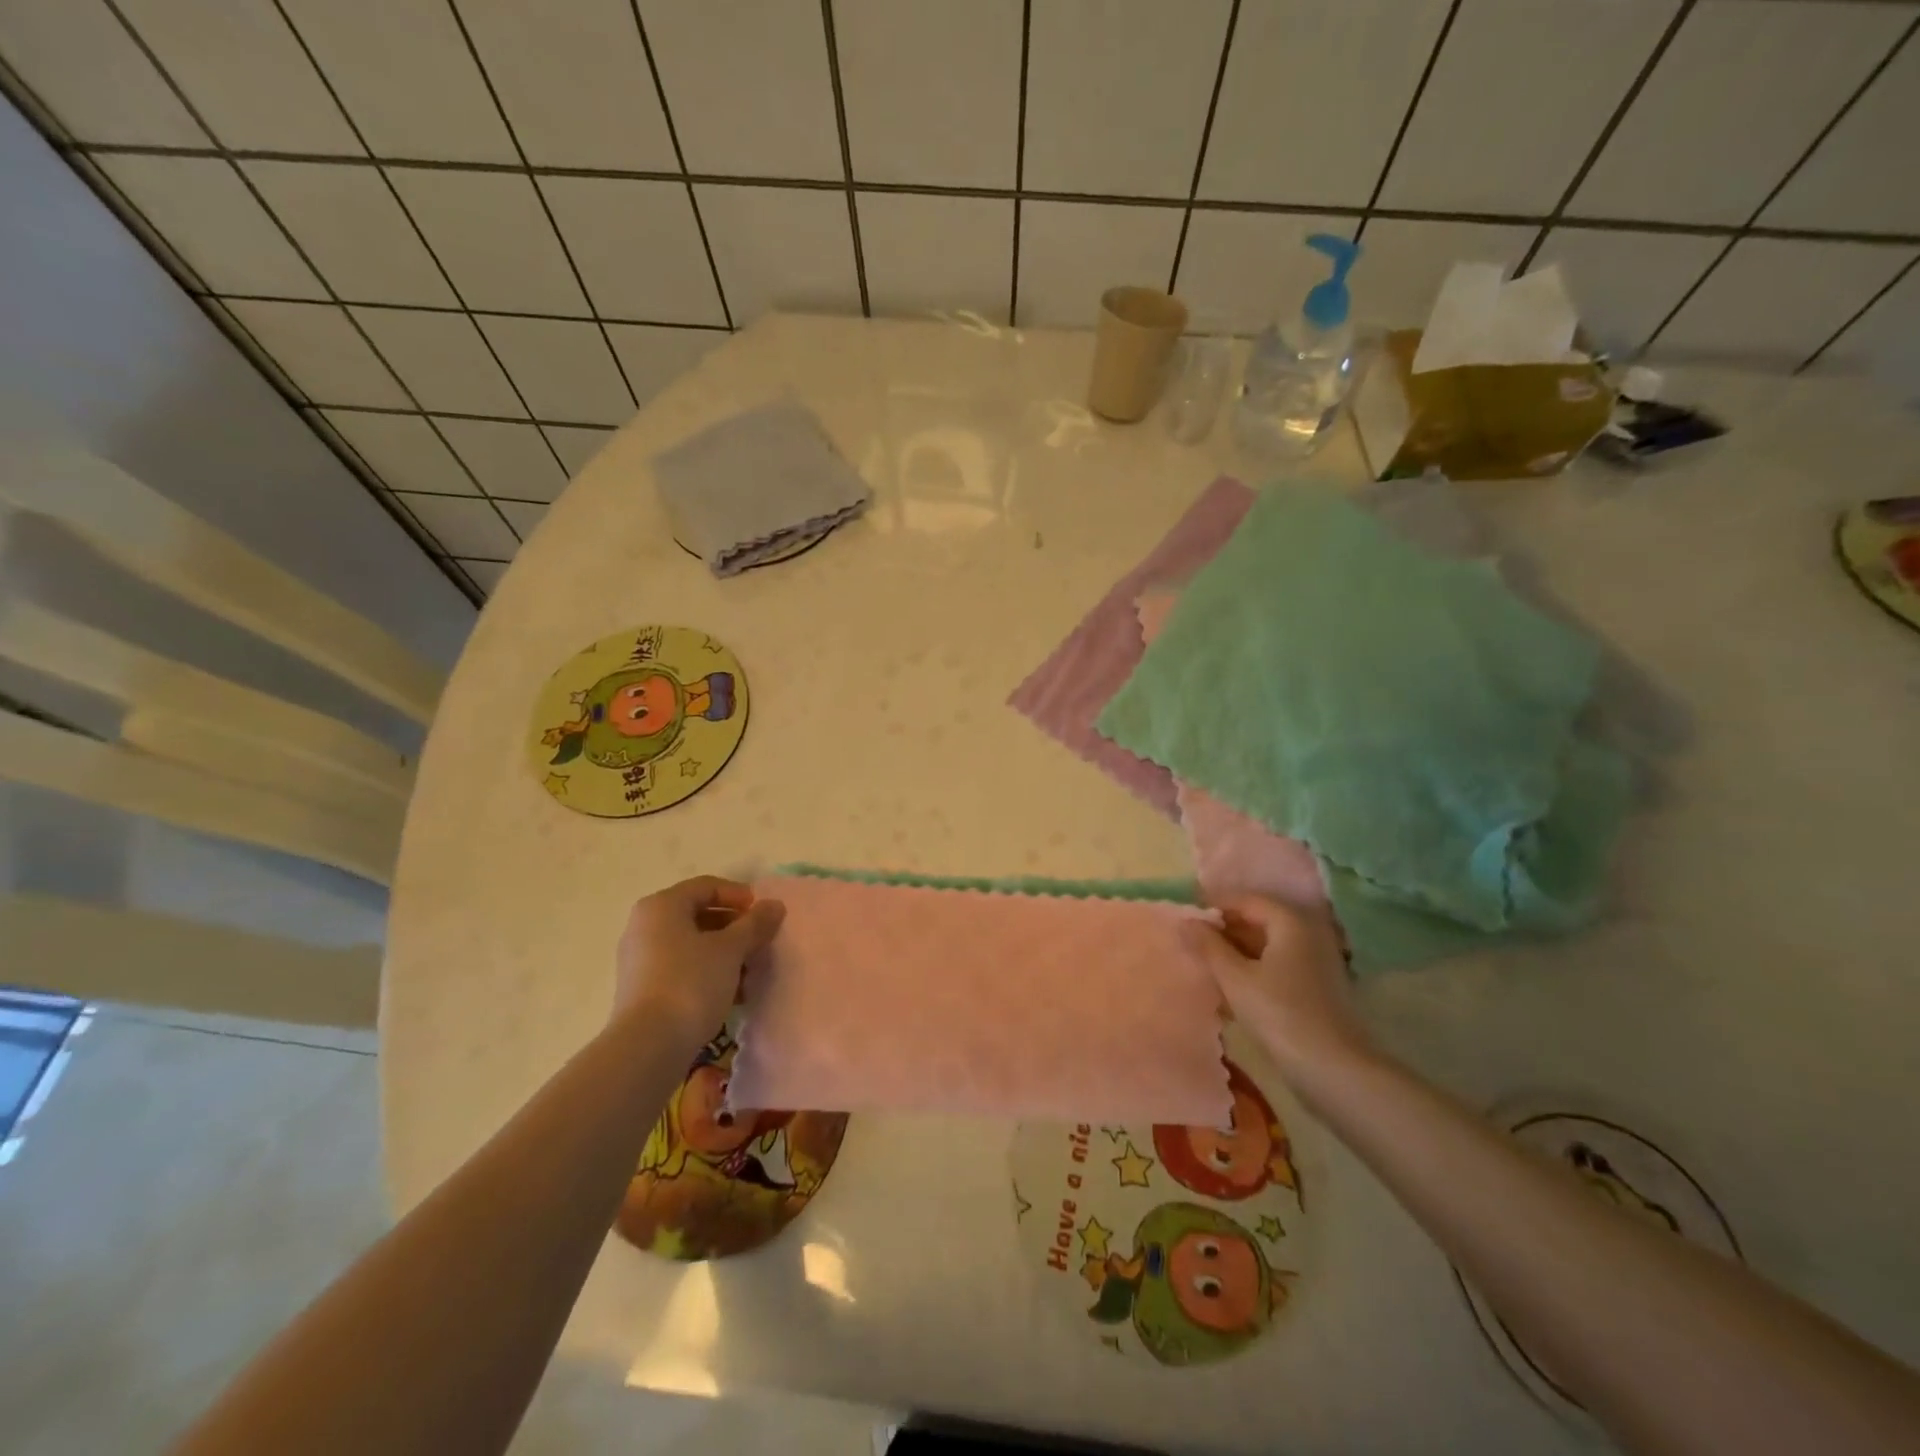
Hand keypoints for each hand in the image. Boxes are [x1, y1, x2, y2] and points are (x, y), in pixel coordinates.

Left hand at [613, 876, 785, 1044]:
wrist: (648, 1046)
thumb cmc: (691, 982)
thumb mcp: (731, 949)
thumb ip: (754, 924)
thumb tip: (774, 905)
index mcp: (662, 906)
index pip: (707, 886)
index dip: (739, 896)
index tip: (764, 915)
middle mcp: (645, 926)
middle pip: (699, 915)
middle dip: (735, 928)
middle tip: (760, 944)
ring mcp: (640, 959)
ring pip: (692, 944)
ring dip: (725, 954)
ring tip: (750, 973)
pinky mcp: (641, 989)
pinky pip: (681, 968)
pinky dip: (708, 972)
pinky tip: (731, 993)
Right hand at [1179, 896, 1373, 1094]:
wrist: (1334, 1069)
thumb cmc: (1280, 1015)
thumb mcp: (1235, 978)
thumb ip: (1209, 946)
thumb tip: (1187, 921)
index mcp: (1290, 921)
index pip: (1246, 900)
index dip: (1214, 906)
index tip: (1186, 918)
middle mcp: (1309, 932)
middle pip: (1260, 920)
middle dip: (1226, 929)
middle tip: (1193, 942)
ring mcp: (1318, 960)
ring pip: (1269, 944)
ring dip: (1239, 950)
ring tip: (1207, 963)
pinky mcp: (1319, 985)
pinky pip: (1280, 964)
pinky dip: (1256, 968)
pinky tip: (1233, 986)